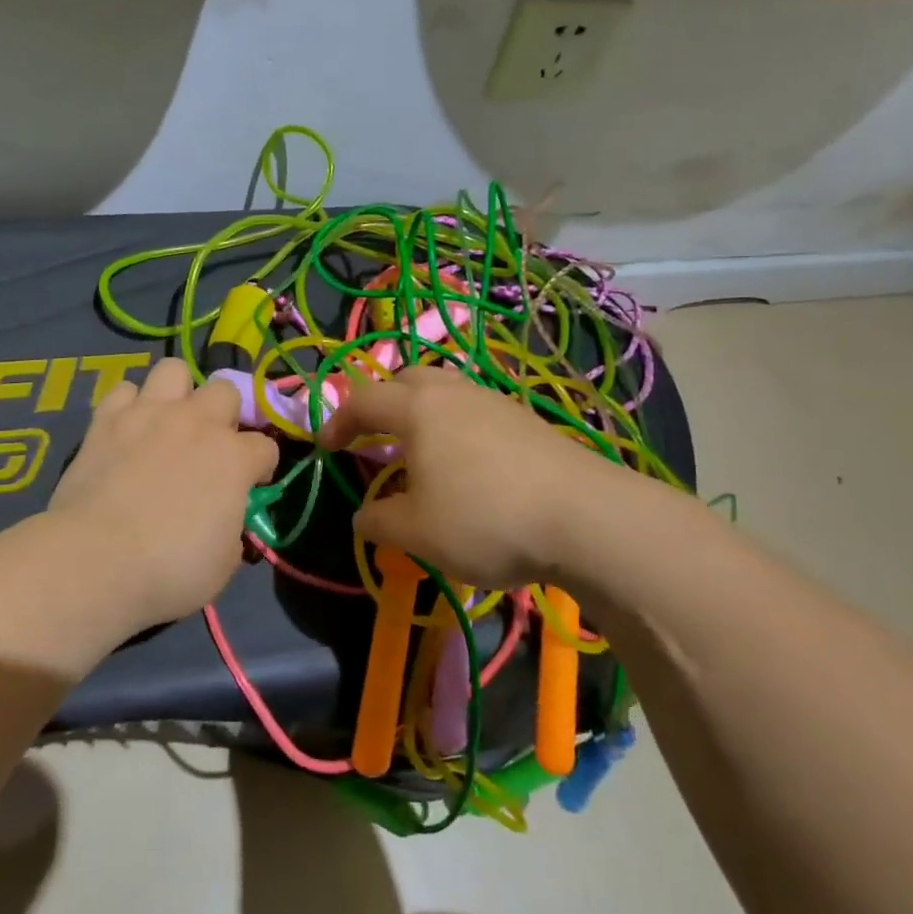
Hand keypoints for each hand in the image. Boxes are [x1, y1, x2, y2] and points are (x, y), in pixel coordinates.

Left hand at [47, 357, 278, 636]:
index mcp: (234, 457)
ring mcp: (150, 414)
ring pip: (174, 370)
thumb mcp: (224, 562)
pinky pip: (124, 390)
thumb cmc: (170, 570)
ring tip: (168, 420)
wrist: (96, 561)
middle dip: (224, 414)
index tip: (250, 486)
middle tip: (209, 445)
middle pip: (225, 390)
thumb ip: (232, 528)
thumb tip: (225, 518)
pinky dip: (128, 406)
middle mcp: (197, 423)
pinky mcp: (107, 419)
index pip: (266, 446)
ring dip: (178, 392)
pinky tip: (126, 429)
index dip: (260, 467)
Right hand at [319, 364, 646, 589]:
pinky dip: (457, 427)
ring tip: (422, 452)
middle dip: (383, 403)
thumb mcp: (417, 533)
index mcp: (418, 409)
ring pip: (446, 392)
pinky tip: (469, 465)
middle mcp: (454, 393)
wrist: (585, 518)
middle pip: (407, 380)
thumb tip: (363, 515)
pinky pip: (476, 411)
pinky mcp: (527, 421)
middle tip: (376, 437)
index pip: (363, 400)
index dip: (338, 421)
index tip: (327, 448)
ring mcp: (495, 402)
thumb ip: (379, 522)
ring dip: (423, 414)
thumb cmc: (485, 518)